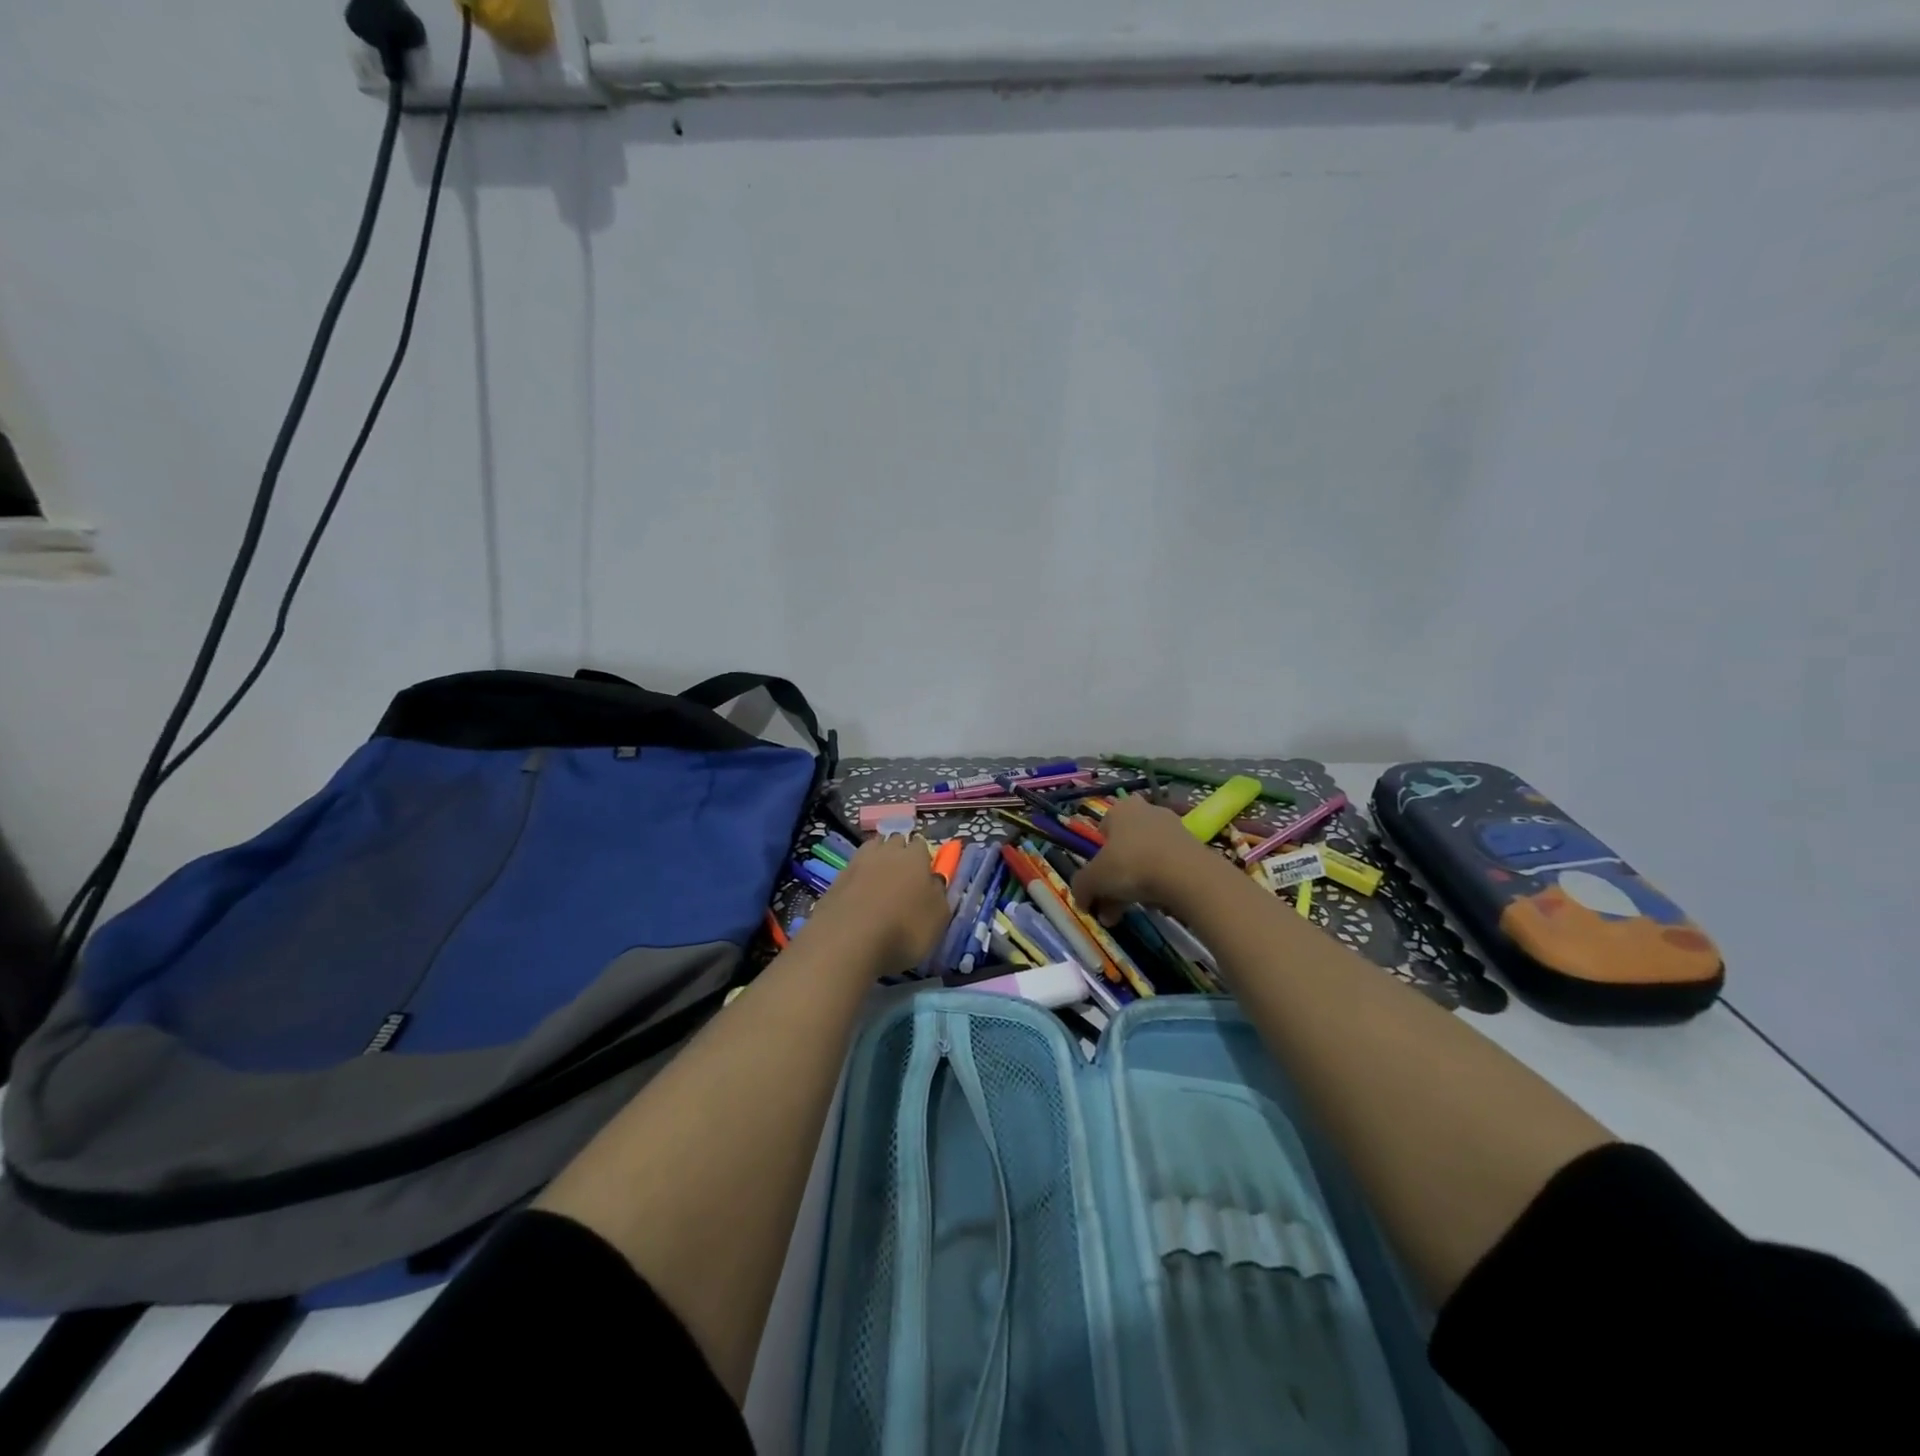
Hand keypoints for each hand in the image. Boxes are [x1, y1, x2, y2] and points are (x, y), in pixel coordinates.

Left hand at [804, 834, 950, 971]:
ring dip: (877, 860)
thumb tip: (934, 882)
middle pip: (895, 842)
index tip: (924, 874)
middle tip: (903, 877)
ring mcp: (857, 863)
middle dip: (900, 853)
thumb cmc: (904, 930)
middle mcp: (886, 852)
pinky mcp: (835, 879)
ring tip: (880, 882)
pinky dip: (857, 879)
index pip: (922, 845)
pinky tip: (859, 897)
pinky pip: (852, 871)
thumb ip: (939, 895)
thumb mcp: (938, 919)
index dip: (923, 858)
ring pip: (871, 850)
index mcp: (914, 857)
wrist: (847, 942)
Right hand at [1072, 796, 1224, 924]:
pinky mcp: (1193, 848)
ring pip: (1145, 860)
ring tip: (1129, 914)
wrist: (1186, 875)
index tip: (1098, 880)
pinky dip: (1159, 885)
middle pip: (1124, 848)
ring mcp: (1174, 829)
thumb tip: (1082, 902)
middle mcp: (1147, 812)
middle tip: (1109, 908)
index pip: (1103, 828)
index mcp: (1121, 809)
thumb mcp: (1094, 879)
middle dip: (1114, 881)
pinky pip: (1167, 867)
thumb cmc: (1131, 866)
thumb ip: (1082, 888)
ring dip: (1134, 887)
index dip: (1098, 856)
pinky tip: (1155, 906)